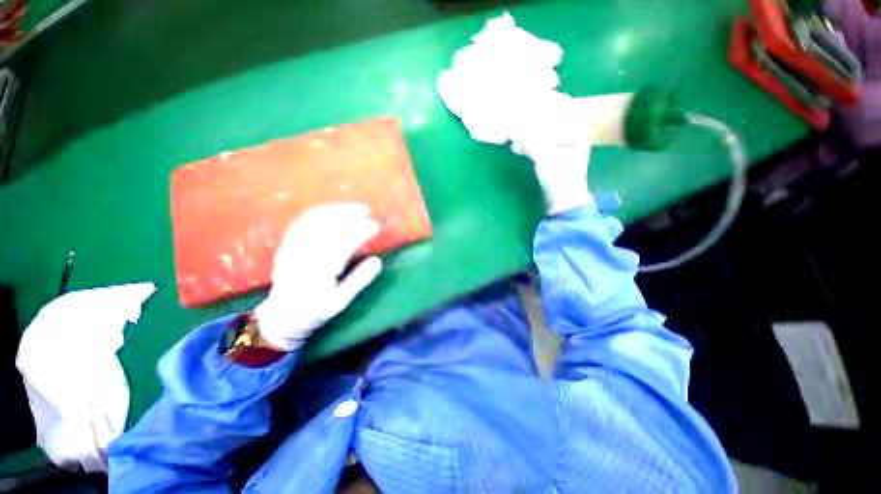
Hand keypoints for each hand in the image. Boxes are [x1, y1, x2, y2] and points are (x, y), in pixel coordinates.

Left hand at [254, 204, 382, 350]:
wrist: (281, 317)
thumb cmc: (314, 312)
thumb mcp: (340, 302)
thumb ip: (359, 281)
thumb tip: (377, 261)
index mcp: (321, 271)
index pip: (344, 244)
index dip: (361, 231)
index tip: (375, 225)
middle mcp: (305, 256)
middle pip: (327, 227)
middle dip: (348, 214)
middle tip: (366, 210)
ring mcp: (293, 249)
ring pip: (314, 222)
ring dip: (334, 210)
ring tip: (351, 207)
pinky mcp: (287, 247)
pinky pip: (301, 224)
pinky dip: (317, 214)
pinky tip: (330, 211)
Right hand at [511, 93, 592, 214]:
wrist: (563, 200)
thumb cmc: (558, 176)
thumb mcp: (544, 155)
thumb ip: (529, 139)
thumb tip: (513, 126)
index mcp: (576, 133)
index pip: (562, 111)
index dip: (546, 104)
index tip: (530, 100)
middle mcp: (572, 138)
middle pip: (552, 123)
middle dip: (534, 119)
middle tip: (518, 113)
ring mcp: (563, 150)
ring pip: (545, 135)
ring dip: (528, 133)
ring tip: (513, 129)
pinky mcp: (554, 160)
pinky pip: (540, 147)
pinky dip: (528, 146)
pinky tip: (516, 146)